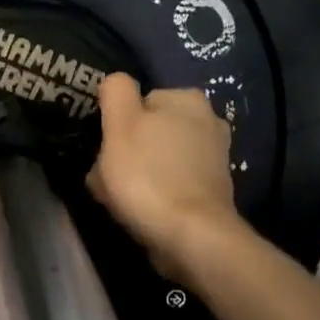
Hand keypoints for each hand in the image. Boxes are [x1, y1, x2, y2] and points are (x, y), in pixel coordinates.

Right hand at [87, 73, 239, 278]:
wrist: (191, 236)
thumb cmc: (148, 175)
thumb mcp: (120, 123)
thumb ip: (116, 92)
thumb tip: (117, 83)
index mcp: (187, 99)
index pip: (136, 103)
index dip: (116, 125)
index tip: (106, 149)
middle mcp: (208, 121)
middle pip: (147, 132)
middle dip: (126, 152)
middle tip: (109, 177)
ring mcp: (214, 158)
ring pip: (156, 159)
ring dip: (136, 176)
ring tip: (121, 198)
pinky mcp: (212, 191)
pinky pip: (170, 184)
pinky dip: (155, 194)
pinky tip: (142, 211)